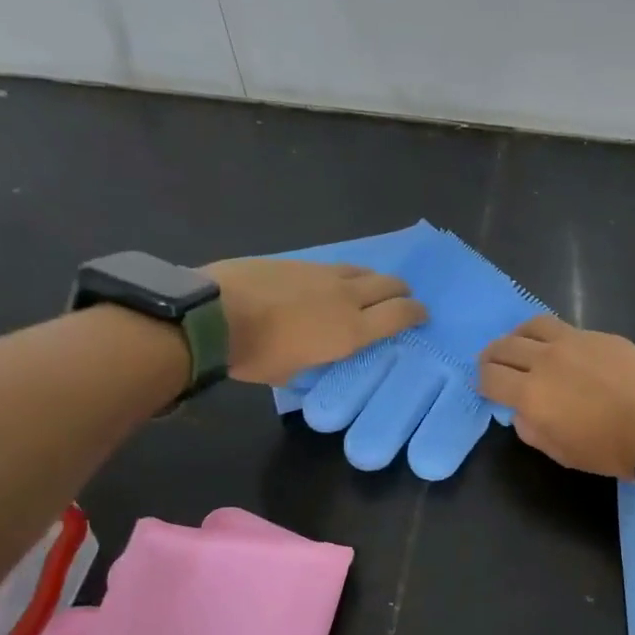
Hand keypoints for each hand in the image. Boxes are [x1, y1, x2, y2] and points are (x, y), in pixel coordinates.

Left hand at [203, 257, 426, 386]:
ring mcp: (321, 274)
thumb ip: (316, 360)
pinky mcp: (297, 261)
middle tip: (401, 299)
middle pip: (389, 285)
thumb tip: (318, 356)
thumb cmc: (255, 356)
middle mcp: (346, 298)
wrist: (212, 315)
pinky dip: (343, 275)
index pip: (400, 315)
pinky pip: (333, 266)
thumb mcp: (294, 373)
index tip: (421, 315)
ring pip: (362, 271)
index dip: (416, 313)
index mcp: (351, 331)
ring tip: (369, 288)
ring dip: (373, 280)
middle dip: (401, 291)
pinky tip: (331, 282)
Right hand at [478, 316, 634, 477]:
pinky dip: (551, 338)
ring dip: (518, 336)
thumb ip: (531, 428)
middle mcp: (545, 360)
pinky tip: (562, 351)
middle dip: (493, 357)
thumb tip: (522, 411)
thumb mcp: (560, 452)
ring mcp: (574, 341)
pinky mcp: (599, 335)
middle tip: (495, 366)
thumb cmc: (609, 450)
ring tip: (522, 347)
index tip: (487, 388)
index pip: (489, 377)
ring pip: (532, 326)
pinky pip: (564, 329)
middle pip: (504, 346)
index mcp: (531, 394)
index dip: (482, 383)